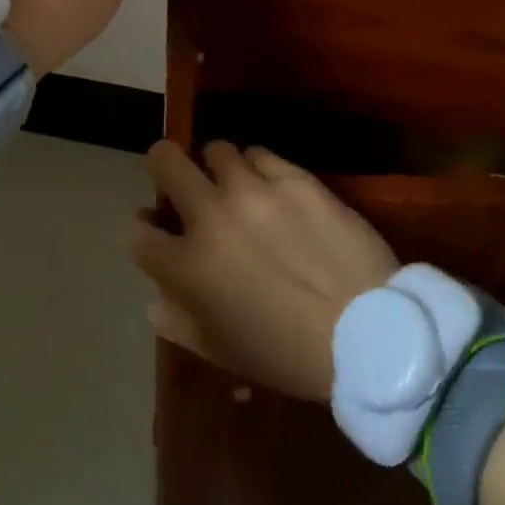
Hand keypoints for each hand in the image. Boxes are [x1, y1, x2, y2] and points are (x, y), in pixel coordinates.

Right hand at [129, 142, 398, 401]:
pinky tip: (272, 186)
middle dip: (165, 165)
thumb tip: (157, 297)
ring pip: (216, 149)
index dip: (142, 230)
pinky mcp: (293, 177)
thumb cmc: (287, 354)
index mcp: (187, 266)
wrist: (367, 333)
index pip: (137, 232)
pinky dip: (259, 167)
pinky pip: (261, 154)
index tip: (156, 231)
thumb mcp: (222, 351)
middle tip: (182, 179)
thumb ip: (179, 322)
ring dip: (219, 167)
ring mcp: (253, 190)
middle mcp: (211, 216)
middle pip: (165, 161)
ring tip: (236, 184)